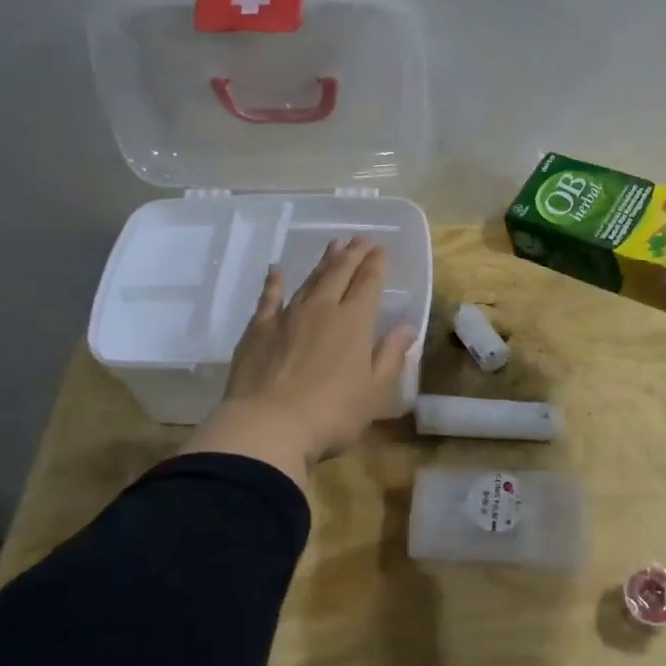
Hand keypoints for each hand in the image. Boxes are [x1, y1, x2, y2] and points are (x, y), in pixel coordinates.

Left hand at [190, 237, 413, 478]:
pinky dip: (274, 282)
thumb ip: (391, 355)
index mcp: (354, 322)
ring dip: (323, 262)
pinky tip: (277, 271)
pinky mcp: (258, 330)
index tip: (381, 249)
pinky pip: (268, 298)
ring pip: (309, 280)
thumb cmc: (331, 413)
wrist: (268, 426)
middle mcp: (322, 309)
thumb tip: (407, 327)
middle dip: (353, 254)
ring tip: (333, 246)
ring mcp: (287, 316)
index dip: (376, 264)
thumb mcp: (375, 391)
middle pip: (339, 274)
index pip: (368, 284)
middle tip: (361, 239)